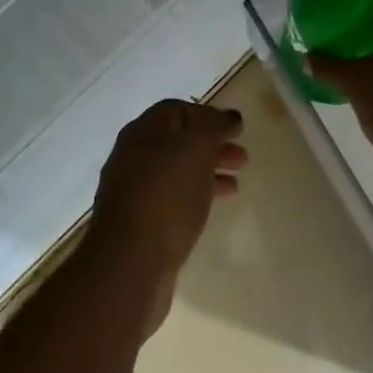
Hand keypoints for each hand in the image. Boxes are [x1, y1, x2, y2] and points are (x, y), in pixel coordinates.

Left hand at [89, 100, 247, 326]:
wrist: (130, 262)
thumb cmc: (166, 197)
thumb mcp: (195, 150)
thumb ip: (214, 128)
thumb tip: (229, 117)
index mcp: (143, 132)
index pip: (176, 110)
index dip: (208, 115)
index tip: (237, 129)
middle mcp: (134, 156)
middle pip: (177, 141)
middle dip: (212, 145)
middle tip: (243, 158)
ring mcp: (134, 190)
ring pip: (177, 170)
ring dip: (208, 171)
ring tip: (236, 183)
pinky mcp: (140, 221)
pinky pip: (173, 198)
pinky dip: (196, 195)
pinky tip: (213, 207)